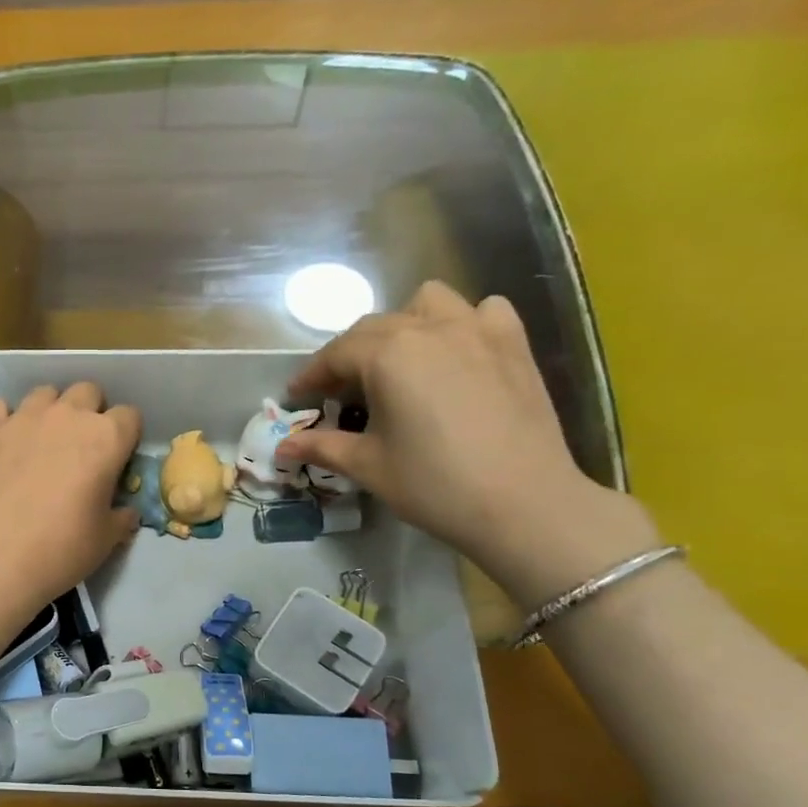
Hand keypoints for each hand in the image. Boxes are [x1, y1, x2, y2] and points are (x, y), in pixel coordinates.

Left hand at [0, 382, 142, 616]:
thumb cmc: (60, 551)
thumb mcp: (105, 540)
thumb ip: (121, 516)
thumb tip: (125, 511)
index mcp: (106, 439)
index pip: (130, 416)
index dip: (126, 436)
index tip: (117, 459)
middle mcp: (68, 416)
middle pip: (88, 392)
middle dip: (90, 412)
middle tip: (81, 447)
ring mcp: (24, 417)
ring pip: (46, 393)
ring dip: (50, 411)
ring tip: (43, 442)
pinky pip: (1, 406)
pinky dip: (6, 419)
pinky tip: (5, 443)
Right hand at [277, 282, 655, 603]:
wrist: (524, 503)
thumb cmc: (434, 485)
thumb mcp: (368, 466)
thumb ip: (322, 446)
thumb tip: (283, 446)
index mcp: (388, 354)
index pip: (336, 353)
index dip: (311, 376)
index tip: (297, 397)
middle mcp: (430, 327)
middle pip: (374, 328)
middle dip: (349, 356)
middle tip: (340, 394)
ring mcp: (478, 329)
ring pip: (428, 303)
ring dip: (404, 325)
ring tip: (400, 364)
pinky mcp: (514, 344)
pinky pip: (483, 312)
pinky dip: (463, 324)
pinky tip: (458, 356)